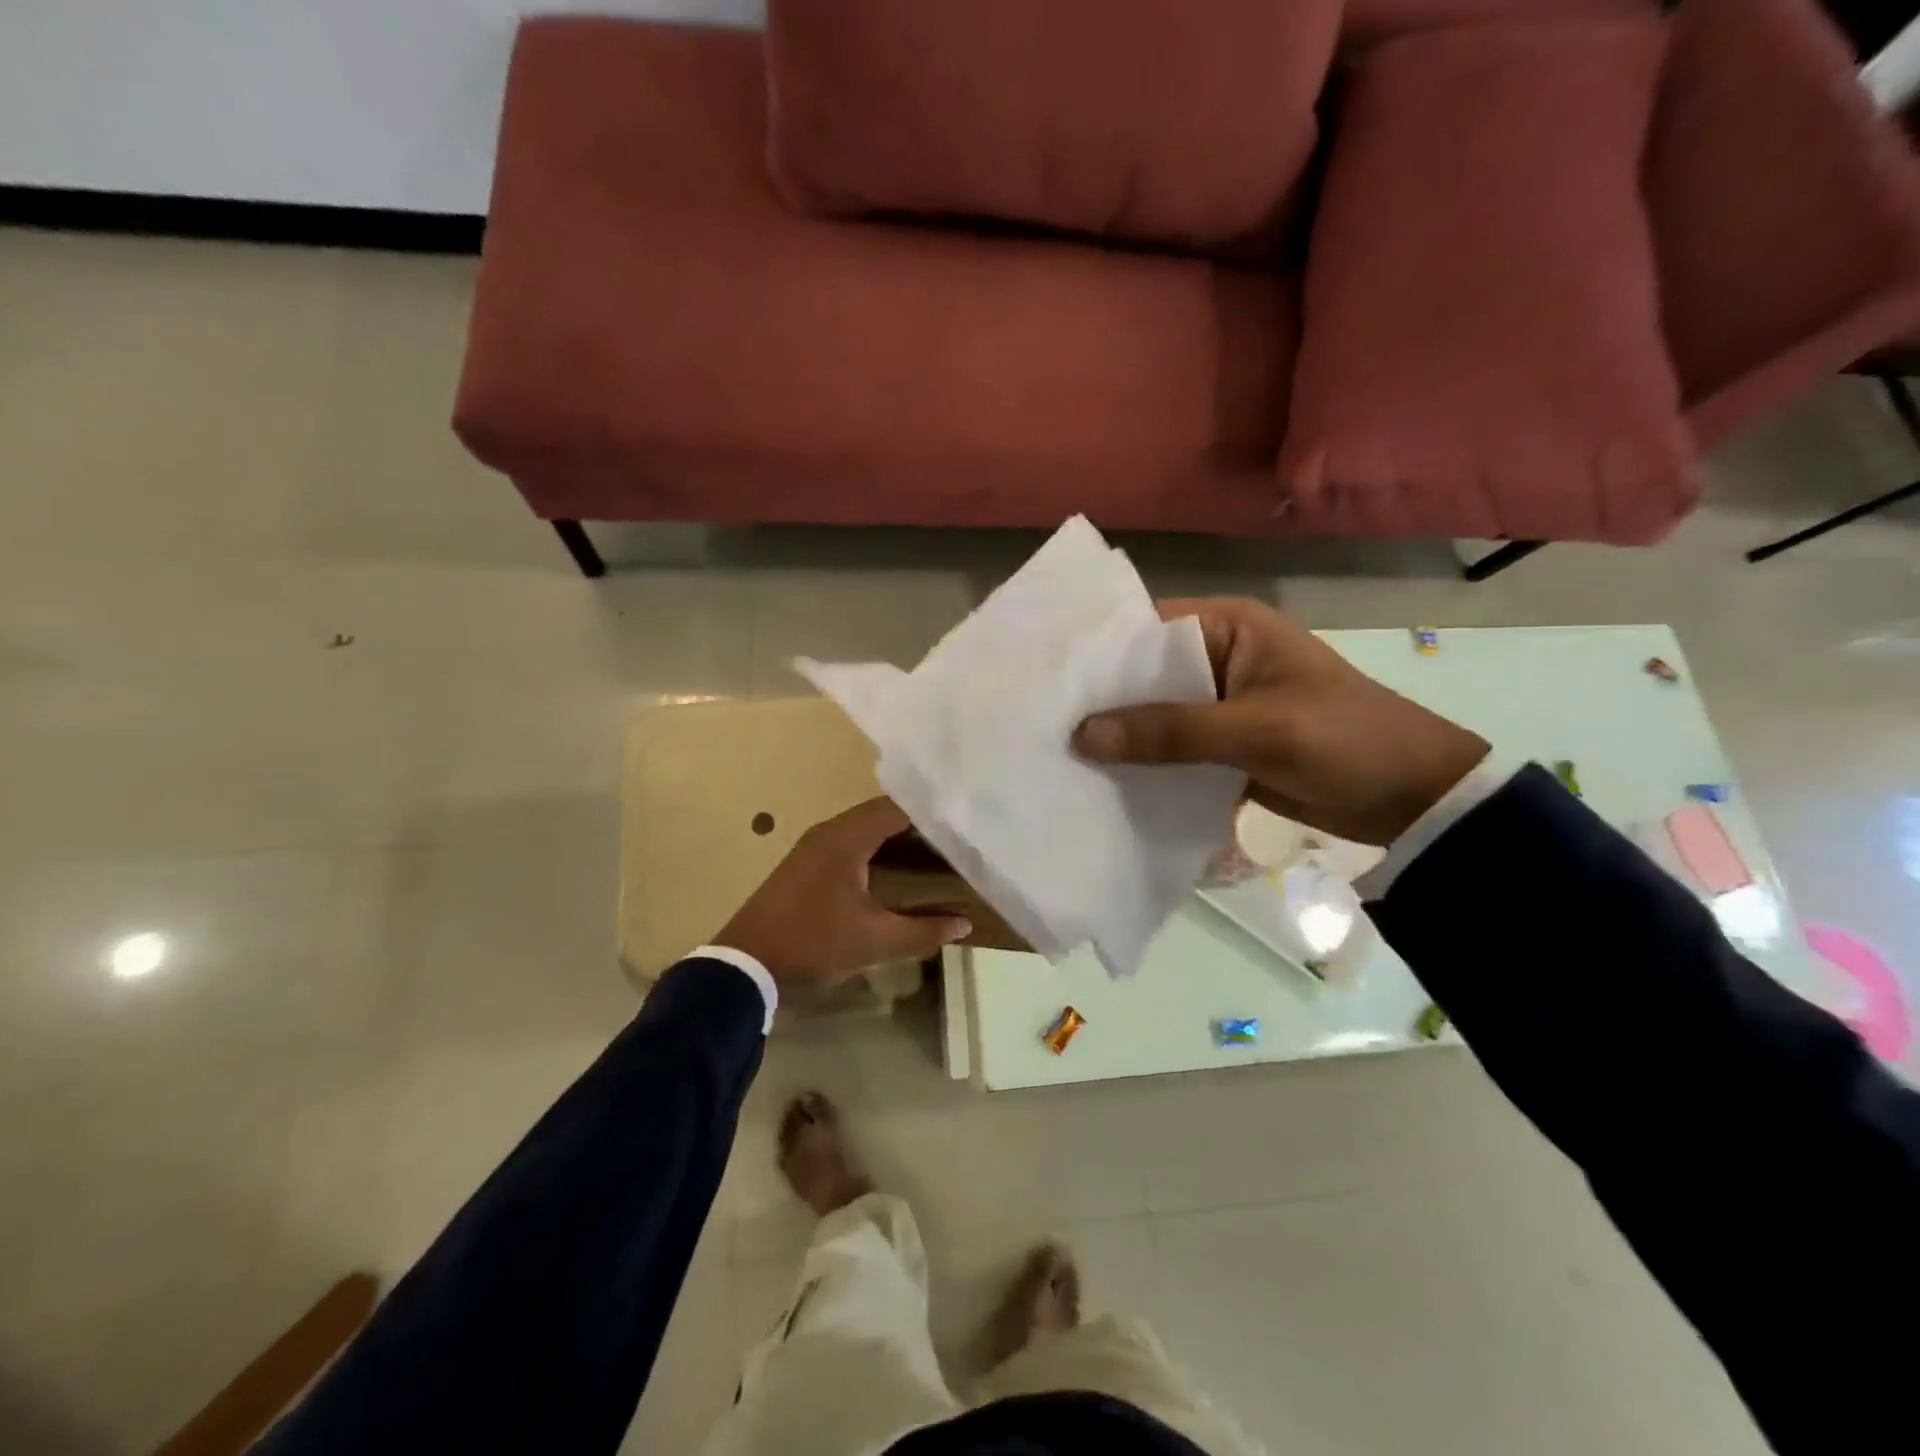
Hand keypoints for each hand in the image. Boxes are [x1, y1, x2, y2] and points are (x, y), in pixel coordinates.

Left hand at [715, 797, 970, 987]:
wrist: (745, 967)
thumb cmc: (813, 944)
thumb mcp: (875, 942)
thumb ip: (923, 931)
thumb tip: (964, 924)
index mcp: (846, 838)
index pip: (897, 808)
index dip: (932, 813)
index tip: (964, 822)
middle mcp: (829, 832)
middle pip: (882, 815)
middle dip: (919, 825)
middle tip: (956, 837)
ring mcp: (813, 847)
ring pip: (864, 830)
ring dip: (896, 838)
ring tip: (936, 851)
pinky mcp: (805, 865)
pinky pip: (850, 844)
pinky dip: (876, 850)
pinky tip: (896, 870)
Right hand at [1074, 598, 1488, 845]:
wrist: (1414, 799)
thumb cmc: (1344, 741)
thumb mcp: (1257, 731)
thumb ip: (1171, 732)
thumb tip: (1084, 736)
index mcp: (1229, 628)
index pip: (1146, 627)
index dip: (1097, 652)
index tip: (1046, 679)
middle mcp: (1216, 658)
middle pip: (1143, 674)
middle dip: (1100, 699)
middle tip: (1039, 721)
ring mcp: (1218, 704)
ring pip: (1154, 714)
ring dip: (1119, 735)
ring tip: (1056, 752)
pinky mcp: (1222, 745)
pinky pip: (1171, 748)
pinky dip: (1143, 763)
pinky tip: (1101, 781)